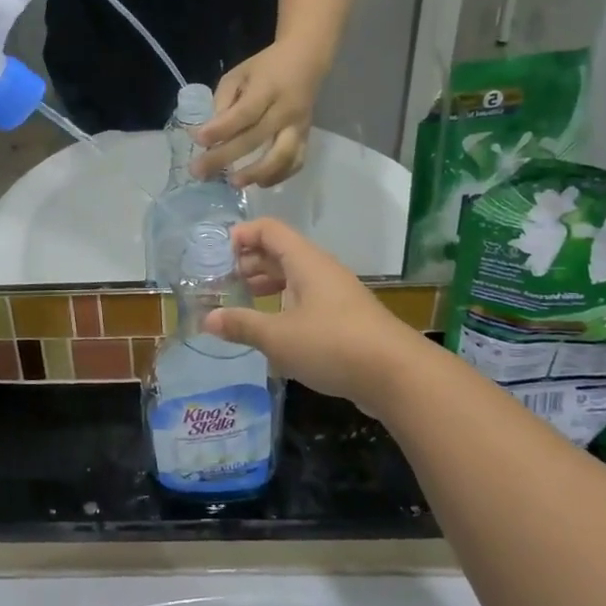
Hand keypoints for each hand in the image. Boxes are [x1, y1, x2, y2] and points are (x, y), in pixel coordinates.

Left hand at [193, 41, 325, 186]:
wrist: (306, 60)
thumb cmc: (265, 67)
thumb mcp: (238, 74)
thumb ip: (223, 101)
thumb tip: (207, 132)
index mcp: (267, 88)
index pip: (243, 113)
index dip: (221, 129)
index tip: (198, 140)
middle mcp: (285, 110)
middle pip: (255, 138)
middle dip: (225, 157)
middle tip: (199, 172)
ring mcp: (299, 126)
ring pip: (282, 156)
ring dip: (257, 173)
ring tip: (233, 183)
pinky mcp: (307, 137)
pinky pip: (296, 162)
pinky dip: (279, 176)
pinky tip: (260, 183)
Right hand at [205, 221, 425, 417]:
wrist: (397, 375)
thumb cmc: (333, 344)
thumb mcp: (279, 337)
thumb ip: (242, 325)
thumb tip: (207, 319)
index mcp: (305, 262)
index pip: (269, 229)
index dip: (242, 235)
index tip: (218, 255)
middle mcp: (321, 271)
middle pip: (280, 253)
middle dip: (250, 264)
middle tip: (223, 283)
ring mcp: (336, 295)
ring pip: (295, 279)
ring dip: (267, 287)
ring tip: (243, 304)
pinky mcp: (346, 320)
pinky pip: (308, 302)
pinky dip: (286, 308)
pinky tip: (273, 334)